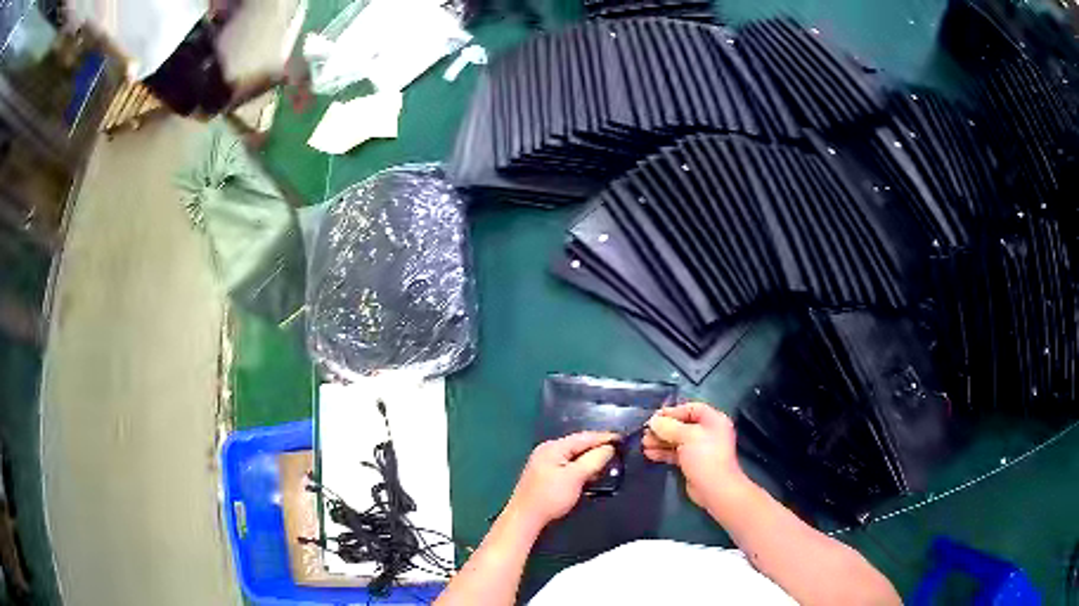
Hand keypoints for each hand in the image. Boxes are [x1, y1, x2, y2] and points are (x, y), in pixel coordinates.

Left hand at [506, 432, 616, 529]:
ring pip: (575, 457)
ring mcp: (546, 463)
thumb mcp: (575, 477)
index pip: (584, 437)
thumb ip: (594, 460)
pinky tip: (591, 475)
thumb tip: (609, 447)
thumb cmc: (550, 496)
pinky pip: (569, 466)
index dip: (604, 438)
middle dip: (598, 449)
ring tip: (608, 464)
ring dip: (590, 460)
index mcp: (553, 447)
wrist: (526, 518)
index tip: (623, 439)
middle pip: (579, 445)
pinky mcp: (547, 476)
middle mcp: (548, 451)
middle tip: (618, 453)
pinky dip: (582, 469)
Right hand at [642, 402, 743, 508]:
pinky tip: (650, 454)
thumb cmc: (704, 456)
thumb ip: (669, 427)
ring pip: (677, 440)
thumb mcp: (687, 436)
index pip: (691, 409)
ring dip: (660, 441)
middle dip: (663, 429)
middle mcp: (708, 432)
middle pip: (682, 425)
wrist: (714, 488)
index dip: (673, 411)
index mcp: (713, 421)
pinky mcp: (692, 463)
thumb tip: (654, 421)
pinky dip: (664, 453)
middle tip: (646, 432)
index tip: (655, 417)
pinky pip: (676, 453)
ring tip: (644, 443)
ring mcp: (700, 449)